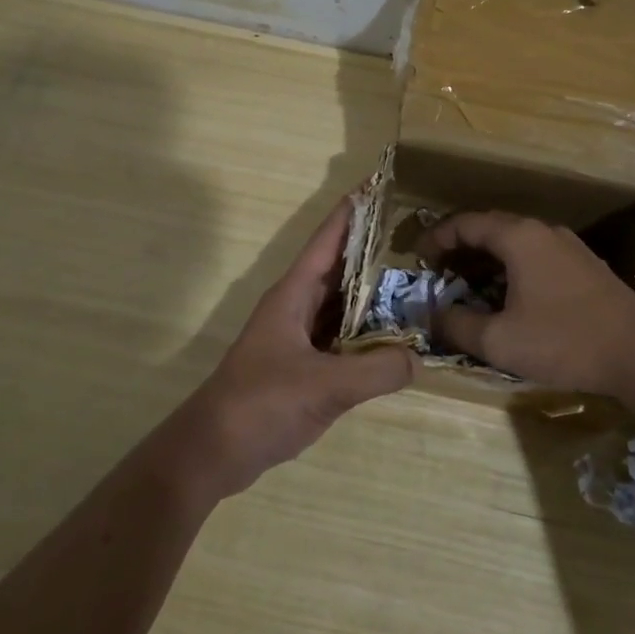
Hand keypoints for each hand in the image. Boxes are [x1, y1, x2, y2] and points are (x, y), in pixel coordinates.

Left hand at [171, 194, 415, 498]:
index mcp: (294, 294)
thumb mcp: (324, 385)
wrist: (214, 450)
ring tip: (414, 278)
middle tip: (415, 233)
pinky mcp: (303, 364)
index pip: (327, 240)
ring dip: (372, 291)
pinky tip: (394, 335)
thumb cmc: (261, 403)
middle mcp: (297, 306)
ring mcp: (298, 336)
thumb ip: (376, 370)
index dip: (352, 211)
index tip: (378, 183)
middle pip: (339, 267)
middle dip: (371, 248)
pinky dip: (366, 330)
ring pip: (341, 303)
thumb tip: (420, 358)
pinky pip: (341, 336)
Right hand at [416, 211, 634, 395]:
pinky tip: (509, 296)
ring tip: (468, 286)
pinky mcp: (585, 266)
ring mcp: (568, 246)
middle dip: (459, 247)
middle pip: (490, 227)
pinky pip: (535, 254)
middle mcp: (542, 231)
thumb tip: (432, 315)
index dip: (436, 239)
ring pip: (515, 242)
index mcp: (518, 237)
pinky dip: (511, 267)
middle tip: (439, 273)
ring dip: (486, 259)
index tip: (418, 260)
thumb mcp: (500, 341)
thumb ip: (457, 325)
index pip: (465, 223)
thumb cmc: (564, 341)